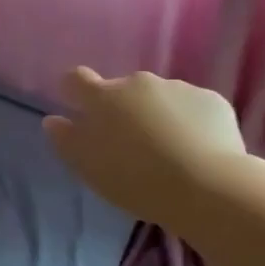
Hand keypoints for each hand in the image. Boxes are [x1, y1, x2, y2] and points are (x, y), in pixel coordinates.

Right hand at [43, 67, 246, 227]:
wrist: (206, 186)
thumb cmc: (135, 178)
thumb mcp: (88, 167)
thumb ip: (65, 140)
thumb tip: (53, 120)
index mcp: (103, 97)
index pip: (76, 79)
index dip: (75, 91)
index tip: (79, 108)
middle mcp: (138, 82)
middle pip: (122, 90)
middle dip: (124, 109)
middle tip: (132, 144)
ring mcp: (178, 87)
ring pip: (160, 98)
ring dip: (158, 115)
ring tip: (170, 150)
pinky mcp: (211, 100)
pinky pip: (193, 106)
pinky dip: (190, 122)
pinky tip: (197, 150)